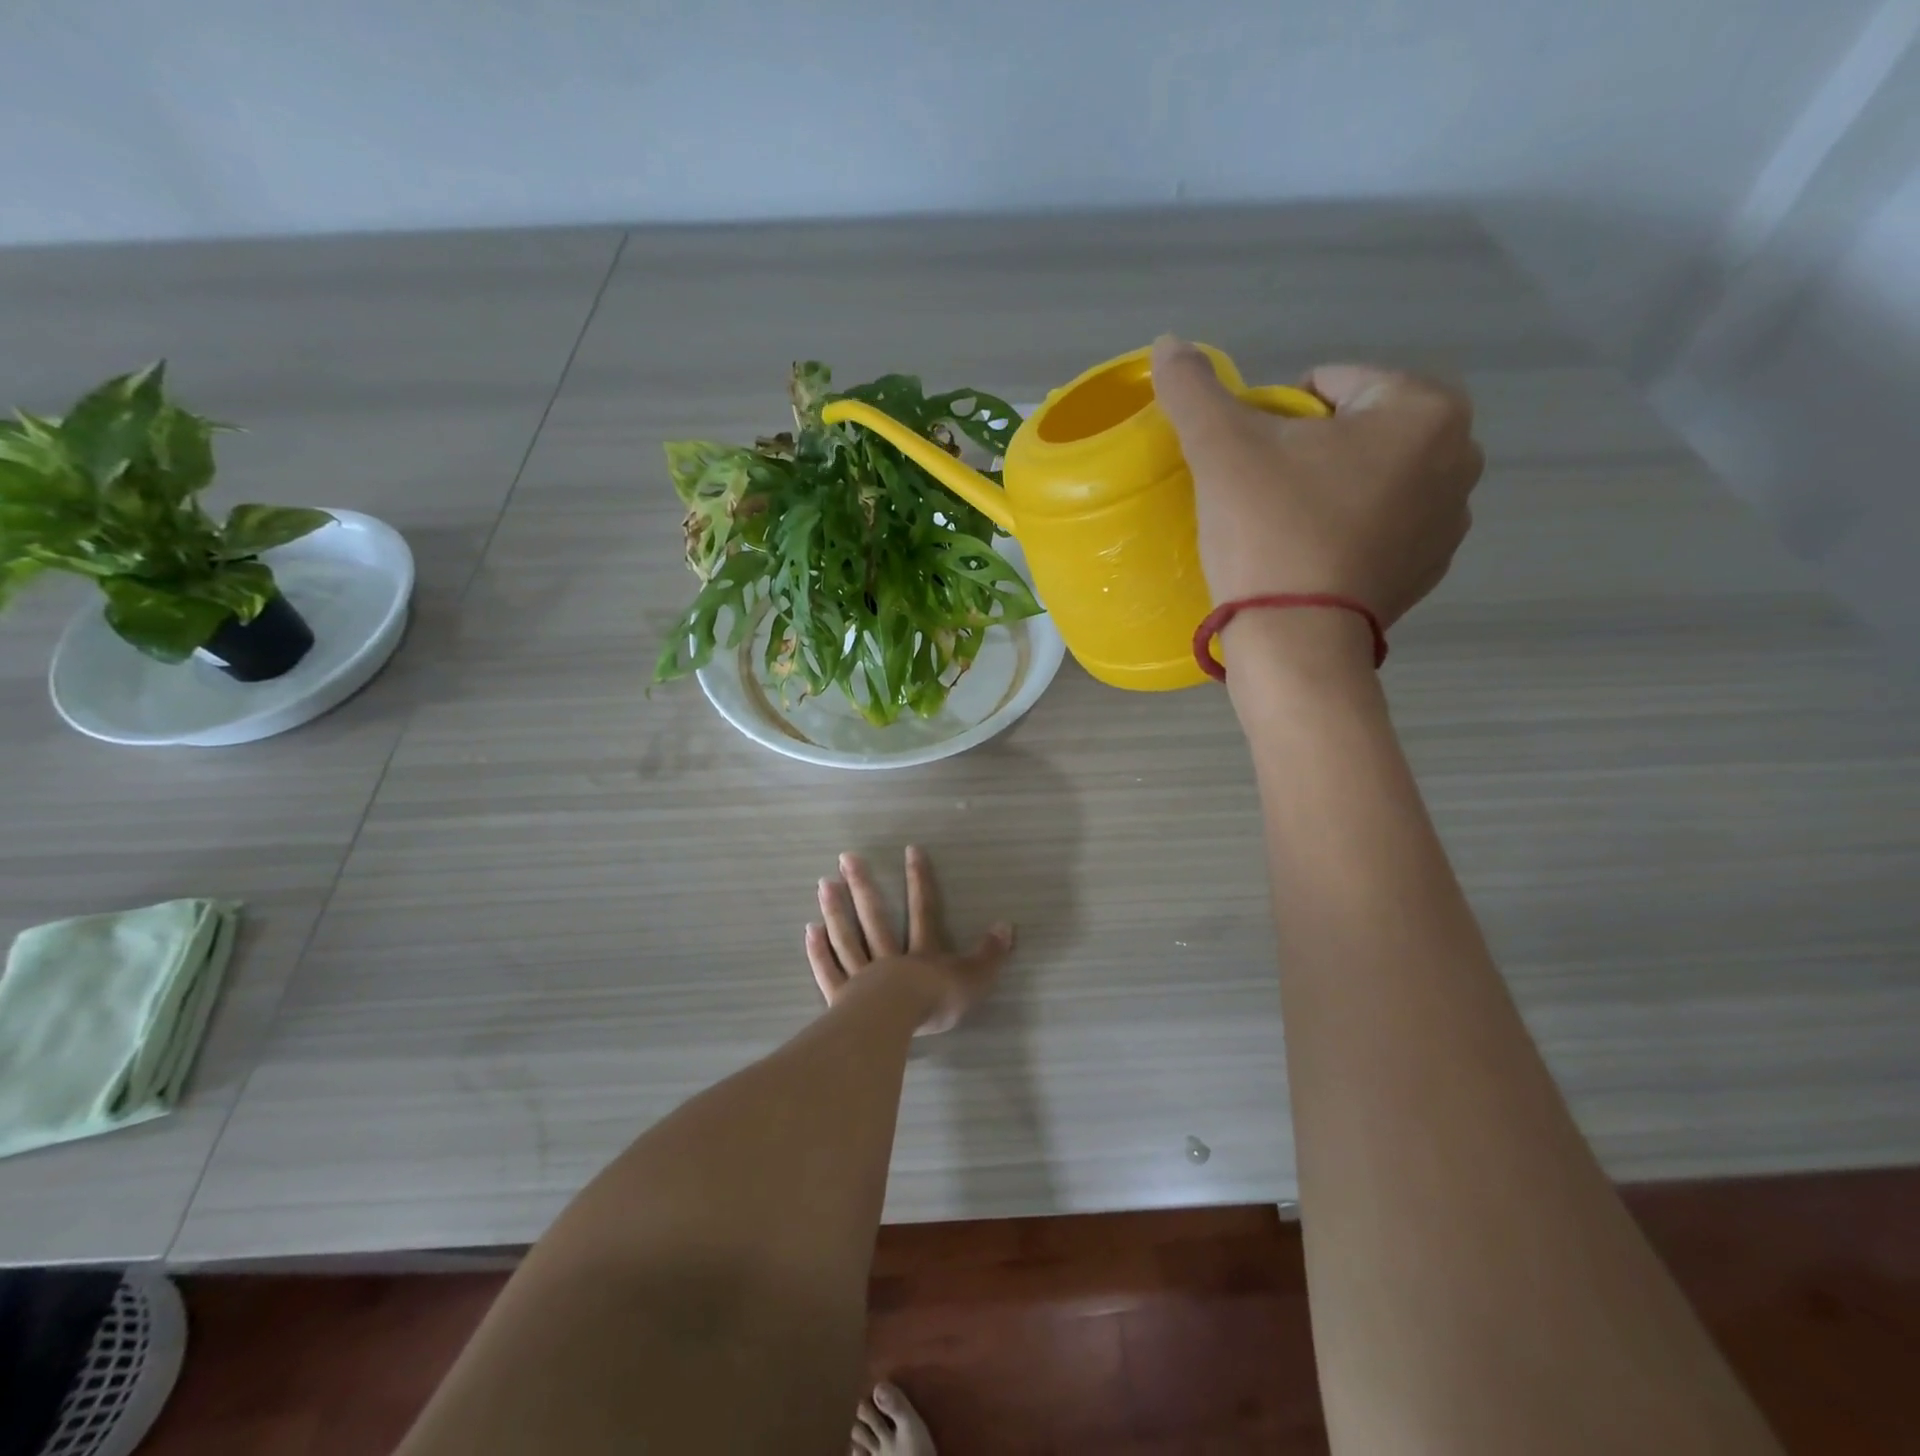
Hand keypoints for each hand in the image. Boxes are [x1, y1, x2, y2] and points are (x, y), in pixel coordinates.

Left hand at [806, 846, 1012, 1034]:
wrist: (896, 1022)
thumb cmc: (936, 1000)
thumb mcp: (974, 979)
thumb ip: (990, 954)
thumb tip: (1007, 926)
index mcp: (922, 953)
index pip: (923, 909)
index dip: (919, 880)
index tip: (910, 850)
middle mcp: (889, 957)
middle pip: (874, 916)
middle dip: (862, 885)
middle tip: (846, 857)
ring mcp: (862, 976)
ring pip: (847, 937)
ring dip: (836, 910)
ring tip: (824, 883)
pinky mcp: (842, 998)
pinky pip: (829, 970)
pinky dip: (819, 951)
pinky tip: (810, 930)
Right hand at [1150, 336, 1482, 625]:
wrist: (1296, 641)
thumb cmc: (1269, 531)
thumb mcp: (1221, 449)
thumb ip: (1195, 389)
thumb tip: (1168, 343)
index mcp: (1425, 408)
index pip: (1332, 383)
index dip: (1278, 417)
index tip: (1253, 463)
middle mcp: (1459, 456)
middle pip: (1357, 429)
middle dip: (1311, 451)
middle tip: (1264, 495)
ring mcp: (1449, 521)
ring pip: (1370, 478)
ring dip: (1330, 489)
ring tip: (1284, 530)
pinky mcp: (1429, 571)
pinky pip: (1381, 527)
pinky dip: (1347, 531)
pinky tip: (1309, 559)